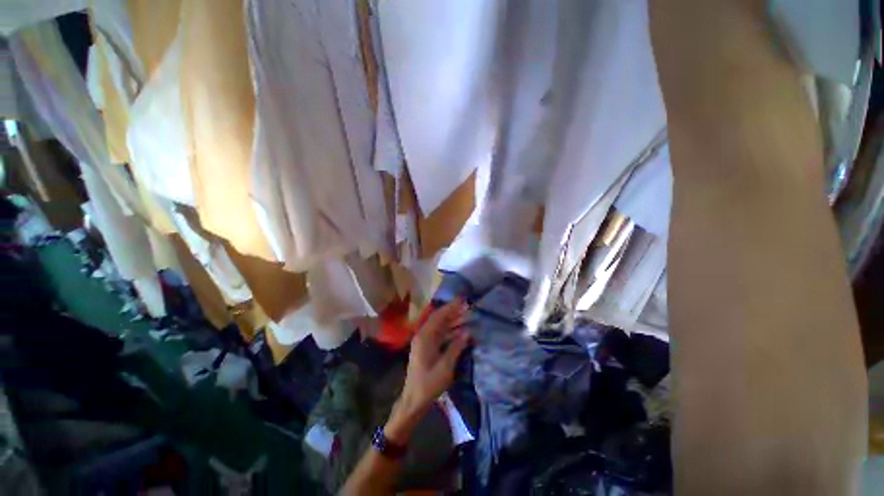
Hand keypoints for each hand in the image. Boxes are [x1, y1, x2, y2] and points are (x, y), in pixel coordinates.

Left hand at [384, 300, 470, 442]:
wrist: (413, 400)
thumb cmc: (429, 384)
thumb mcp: (445, 366)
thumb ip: (456, 347)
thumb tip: (467, 331)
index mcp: (425, 337)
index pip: (439, 316)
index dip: (451, 307)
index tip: (462, 300)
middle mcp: (423, 335)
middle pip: (439, 319)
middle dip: (453, 313)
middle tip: (468, 308)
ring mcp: (424, 342)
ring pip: (440, 327)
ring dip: (453, 321)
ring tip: (467, 317)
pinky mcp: (427, 348)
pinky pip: (440, 335)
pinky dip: (450, 332)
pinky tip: (461, 331)